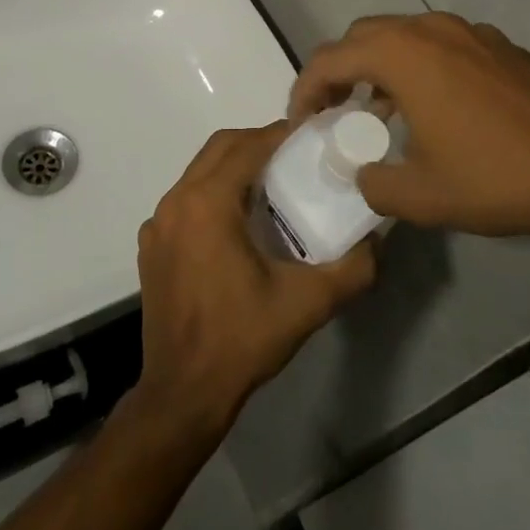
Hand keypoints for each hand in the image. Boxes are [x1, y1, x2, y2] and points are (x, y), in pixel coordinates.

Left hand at [130, 123, 375, 440]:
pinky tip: (238, 223)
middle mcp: (176, 202)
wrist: (183, 394)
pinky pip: (185, 199)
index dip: (282, 134)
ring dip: (234, 166)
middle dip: (257, 142)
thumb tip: (378, 241)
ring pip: (199, 171)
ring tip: (272, 184)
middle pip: (220, 148)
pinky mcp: (151, 245)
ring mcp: (158, 224)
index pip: (248, 146)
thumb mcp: (307, 303)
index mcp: (207, 203)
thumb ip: (352, 268)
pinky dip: (212, 192)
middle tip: (295, 156)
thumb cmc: (242, 340)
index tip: (313, 136)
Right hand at [289, 13, 529, 241]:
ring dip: (379, 66)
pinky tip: (431, 107)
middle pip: (363, 35)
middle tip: (333, 110)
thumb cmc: (496, 177)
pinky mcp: (498, 45)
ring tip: (377, 111)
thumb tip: (362, 175)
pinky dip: (417, 65)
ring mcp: (469, 32)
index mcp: (404, 55)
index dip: (305, 88)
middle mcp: (431, 29)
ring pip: (403, 35)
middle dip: (339, 69)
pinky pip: (440, 43)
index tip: (302, 121)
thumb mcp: (422, 196)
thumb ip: (374, 184)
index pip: (330, 58)